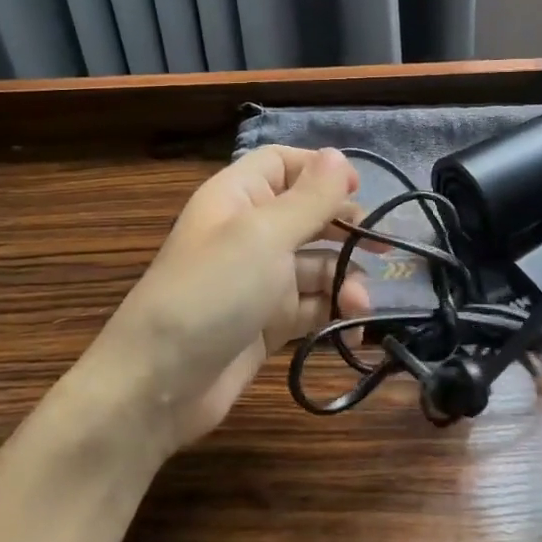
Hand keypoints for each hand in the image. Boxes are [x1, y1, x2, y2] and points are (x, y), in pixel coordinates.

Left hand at [96, 147, 369, 452]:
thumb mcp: (264, 236)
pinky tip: (352, 329)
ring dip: (345, 280)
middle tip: (382, 246)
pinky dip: (334, 314)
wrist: (159, 385)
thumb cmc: (213, 292)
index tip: (359, 191)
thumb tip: (339, 156)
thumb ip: (310, 198)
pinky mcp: (268, 323)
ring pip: (317, 265)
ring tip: (359, 305)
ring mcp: (259, 280)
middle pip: (308, 215)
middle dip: (345, 229)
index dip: (322, 171)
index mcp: (239, 197)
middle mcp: (250, 232)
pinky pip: (312, 307)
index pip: (283, 164)